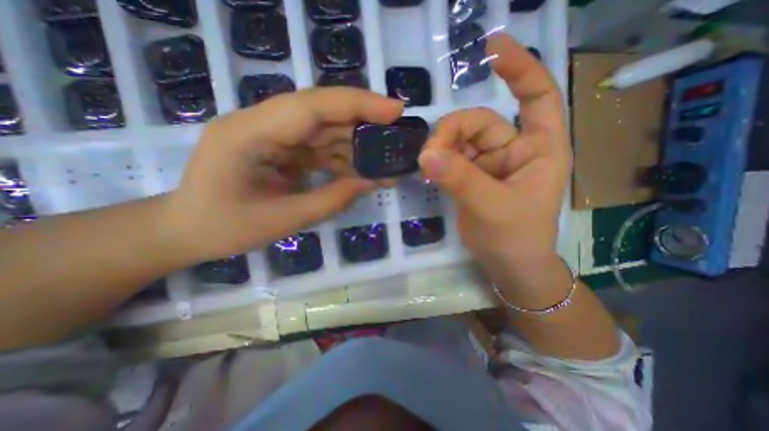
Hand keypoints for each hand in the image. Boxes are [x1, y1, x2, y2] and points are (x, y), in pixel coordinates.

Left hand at [162, 88, 402, 262]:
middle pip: (323, 112)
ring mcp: (273, 136)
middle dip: (364, 121)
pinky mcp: (282, 149)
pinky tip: (363, 173)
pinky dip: (344, 159)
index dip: (357, 103)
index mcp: (249, 133)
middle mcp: (262, 124)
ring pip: (326, 130)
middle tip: (398, 134)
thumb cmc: (224, 228)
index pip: (312, 105)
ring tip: (385, 163)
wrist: (188, 230)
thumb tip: (372, 181)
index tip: (395, 110)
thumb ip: (332, 200)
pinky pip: (320, 148)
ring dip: (357, 146)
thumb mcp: (283, 220)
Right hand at [415, 35, 569, 278]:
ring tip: (427, 164)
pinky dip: (437, 160)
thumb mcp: (492, 206)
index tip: (491, 51)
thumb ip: (460, 179)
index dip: (520, 69)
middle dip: (453, 132)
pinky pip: (450, 158)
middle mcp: (513, 150)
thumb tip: (426, 155)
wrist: (506, 264)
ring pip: (460, 140)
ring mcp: (488, 163)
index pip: (537, 97)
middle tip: (430, 153)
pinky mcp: (469, 176)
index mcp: (538, 149)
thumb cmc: (515, 237)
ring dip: (441, 147)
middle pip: (480, 122)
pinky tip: (428, 169)